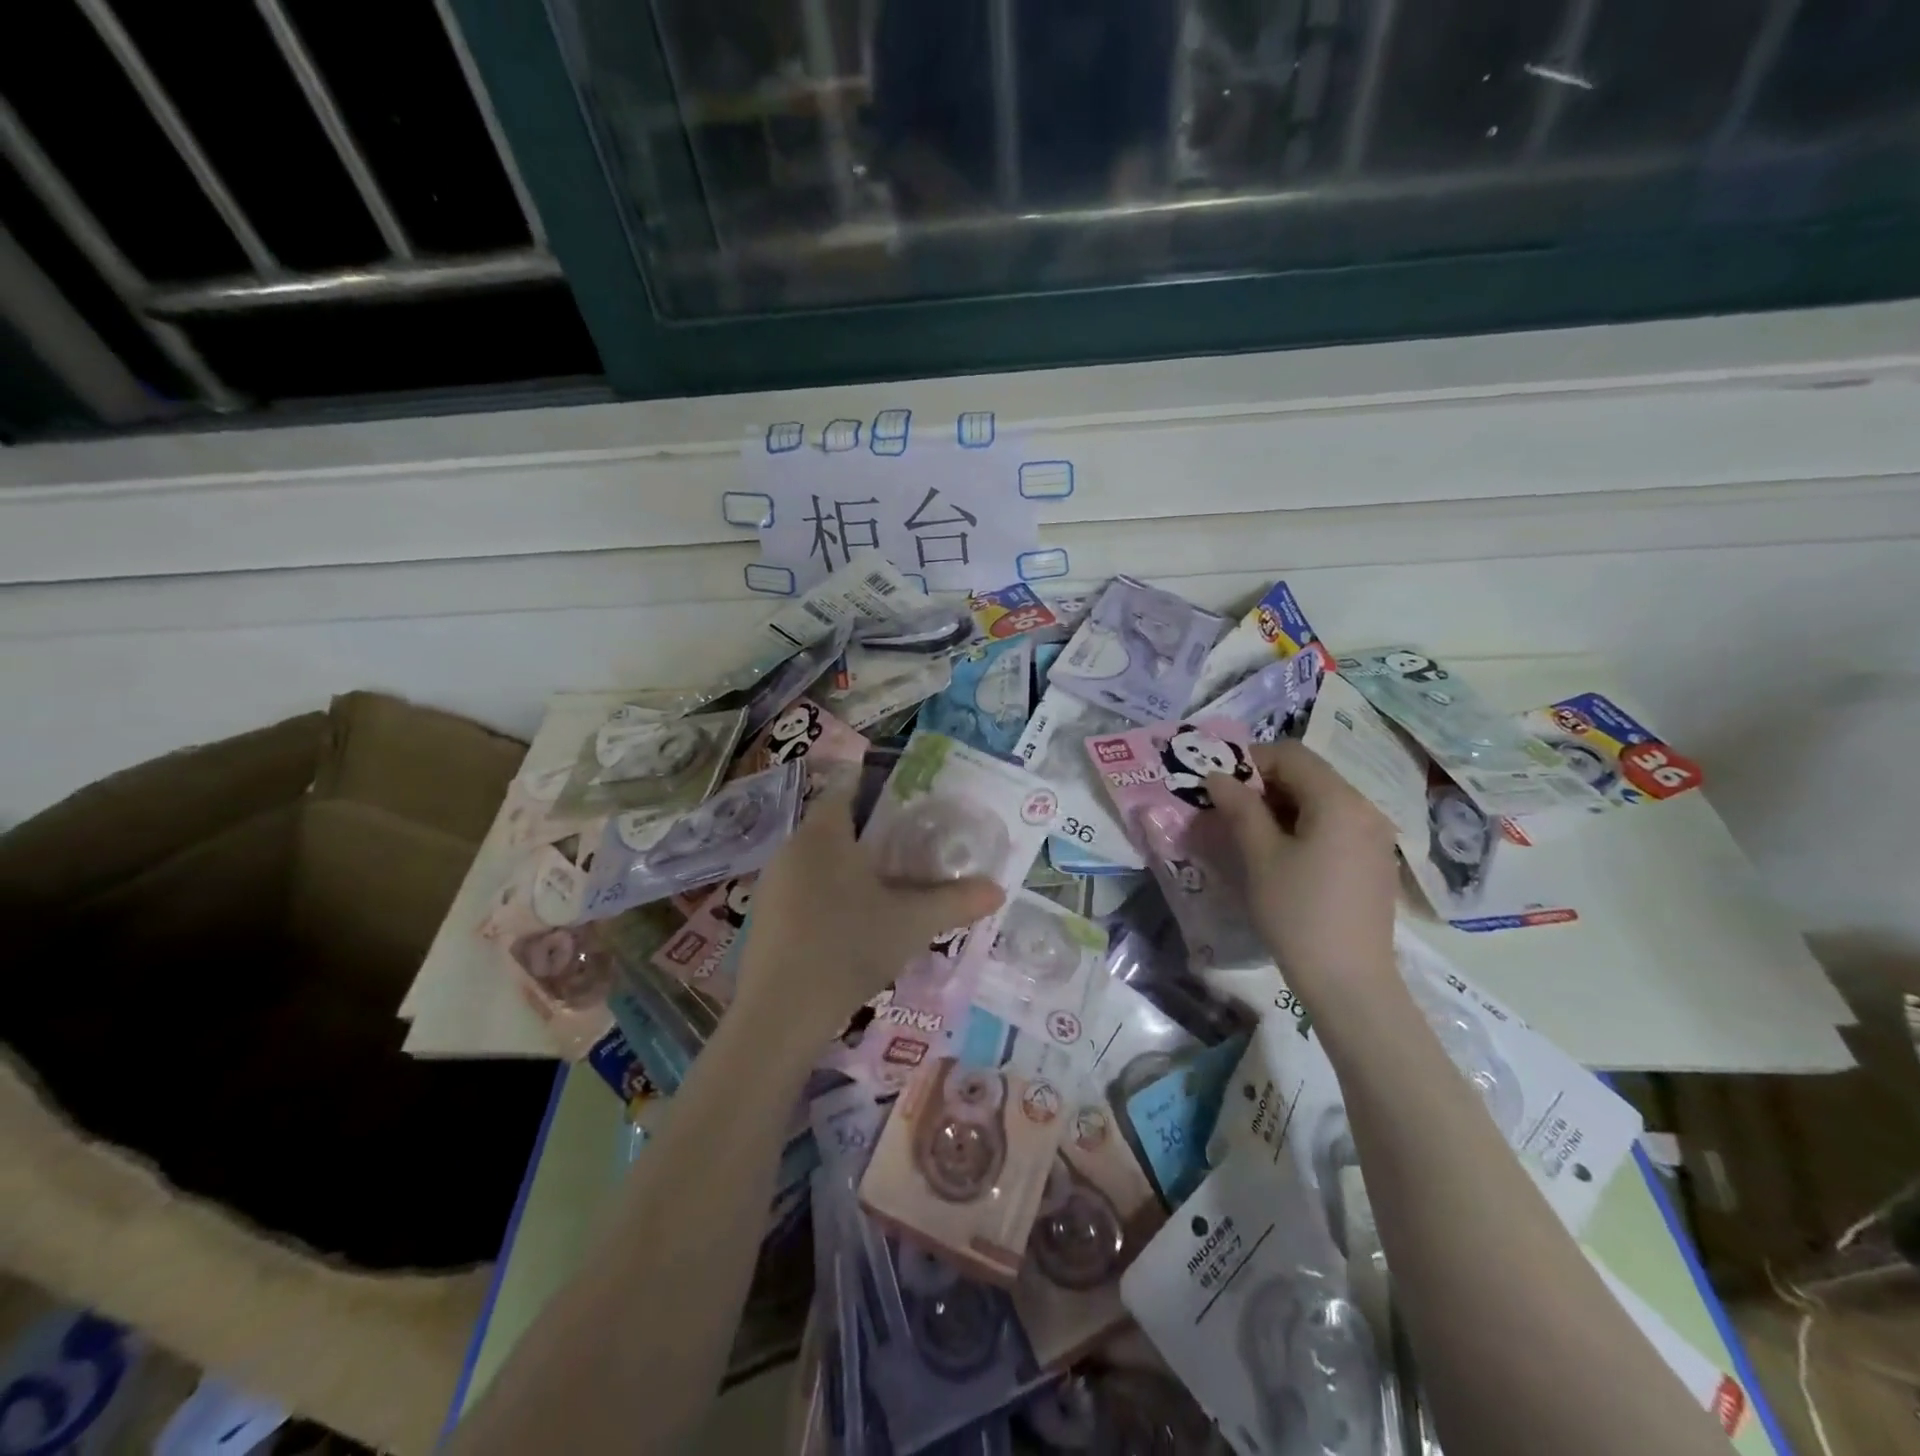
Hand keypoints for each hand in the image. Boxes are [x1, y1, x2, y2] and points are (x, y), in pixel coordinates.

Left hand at [734, 788, 1004, 1044]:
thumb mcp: (912, 923)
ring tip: (886, 888)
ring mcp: (772, 882)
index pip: (847, 787)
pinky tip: (850, 925)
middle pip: (835, 824)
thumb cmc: (849, 948)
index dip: (879, 788)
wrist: (779, 1014)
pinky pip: (802, 888)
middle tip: (911, 849)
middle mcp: (792, 847)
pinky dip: (827, 893)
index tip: (910, 802)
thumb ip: (956, 901)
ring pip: (818, 859)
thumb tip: (999, 890)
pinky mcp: (763, 915)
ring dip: (849, 867)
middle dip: (871, 834)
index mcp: (824, 833)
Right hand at [1204, 740, 1401, 1002]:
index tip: (1220, 784)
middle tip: (1229, 810)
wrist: (1349, 981)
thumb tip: (1218, 777)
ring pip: (1321, 801)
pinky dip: (1304, 827)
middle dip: (1265, 784)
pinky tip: (1283, 857)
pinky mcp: (1375, 862)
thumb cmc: (1298, 912)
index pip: (1292, 755)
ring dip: (1282, 806)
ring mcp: (1376, 837)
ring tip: (1250, 835)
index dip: (1251, 760)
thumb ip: (1239, 808)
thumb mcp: (1260, 856)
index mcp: (1339, 800)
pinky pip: (1335, 826)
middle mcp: (1365, 809)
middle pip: (1309, 775)